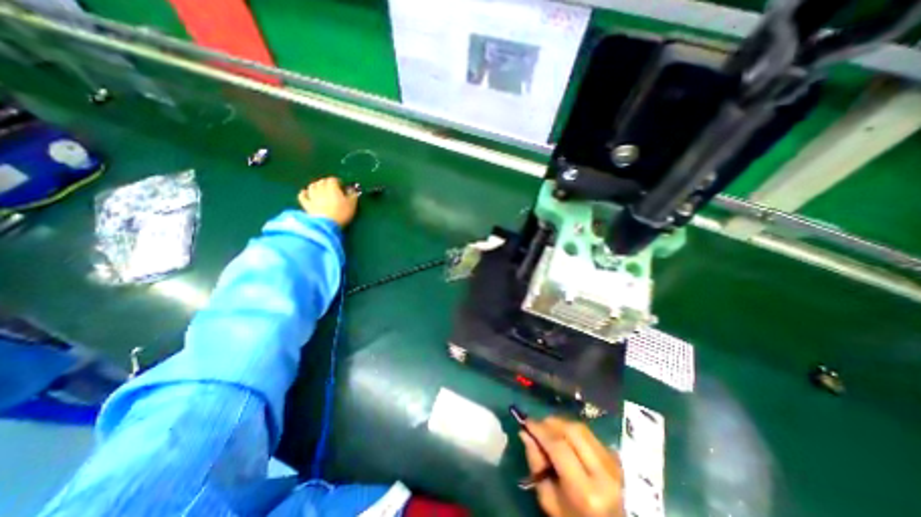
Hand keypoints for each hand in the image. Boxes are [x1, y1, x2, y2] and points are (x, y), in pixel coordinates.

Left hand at [301, 176, 360, 225]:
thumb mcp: (352, 204)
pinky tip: (305, 193)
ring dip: (316, 186)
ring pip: (312, 186)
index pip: (333, 179)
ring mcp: (312, 196)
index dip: (337, 181)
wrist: (326, 224)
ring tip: (320, 189)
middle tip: (332, 188)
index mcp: (332, 187)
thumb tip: (351, 190)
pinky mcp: (306, 204)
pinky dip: (304, 193)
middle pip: (322, 181)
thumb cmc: (341, 213)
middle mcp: (320, 189)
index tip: (341, 186)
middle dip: (327, 183)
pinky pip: (302, 196)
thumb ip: (352, 195)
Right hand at [522, 416, 621, 516]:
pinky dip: (574, 431)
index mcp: (585, 492)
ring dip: (562, 424)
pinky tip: (564, 436)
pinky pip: (591, 434)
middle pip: (573, 431)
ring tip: (548, 428)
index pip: (559, 446)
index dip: (540, 429)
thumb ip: (536, 463)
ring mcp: (614, 466)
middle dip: (551, 422)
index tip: (525, 421)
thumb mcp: (549, 500)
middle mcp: (603, 474)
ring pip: (582, 429)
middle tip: (536, 424)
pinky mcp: (617, 460)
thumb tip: (525, 432)